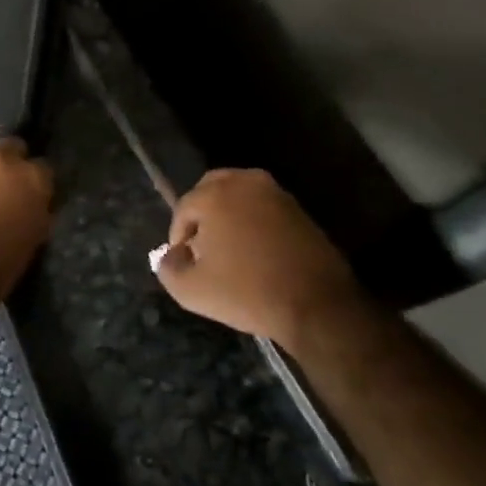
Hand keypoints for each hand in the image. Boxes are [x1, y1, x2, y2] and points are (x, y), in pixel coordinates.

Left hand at [0, 138, 53, 306]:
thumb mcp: (33, 239)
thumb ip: (37, 211)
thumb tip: (35, 205)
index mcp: (32, 178)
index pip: (44, 168)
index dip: (39, 183)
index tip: (35, 197)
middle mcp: (1, 162)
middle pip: (12, 148)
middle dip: (12, 163)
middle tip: (8, 188)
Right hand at [156, 169, 362, 350]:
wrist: (316, 303)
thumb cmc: (248, 293)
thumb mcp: (193, 291)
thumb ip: (169, 268)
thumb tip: (170, 255)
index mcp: (216, 194)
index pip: (184, 207)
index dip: (177, 234)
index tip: (183, 260)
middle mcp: (244, 182)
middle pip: (211, 189)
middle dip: (201, 214)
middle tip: (201, 246)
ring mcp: (275, 192)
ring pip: (239, 194)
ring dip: (227, 214)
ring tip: (228, 248)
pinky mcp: (297, 207)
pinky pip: (262, 205)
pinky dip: (252, 219)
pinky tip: (254, 250)